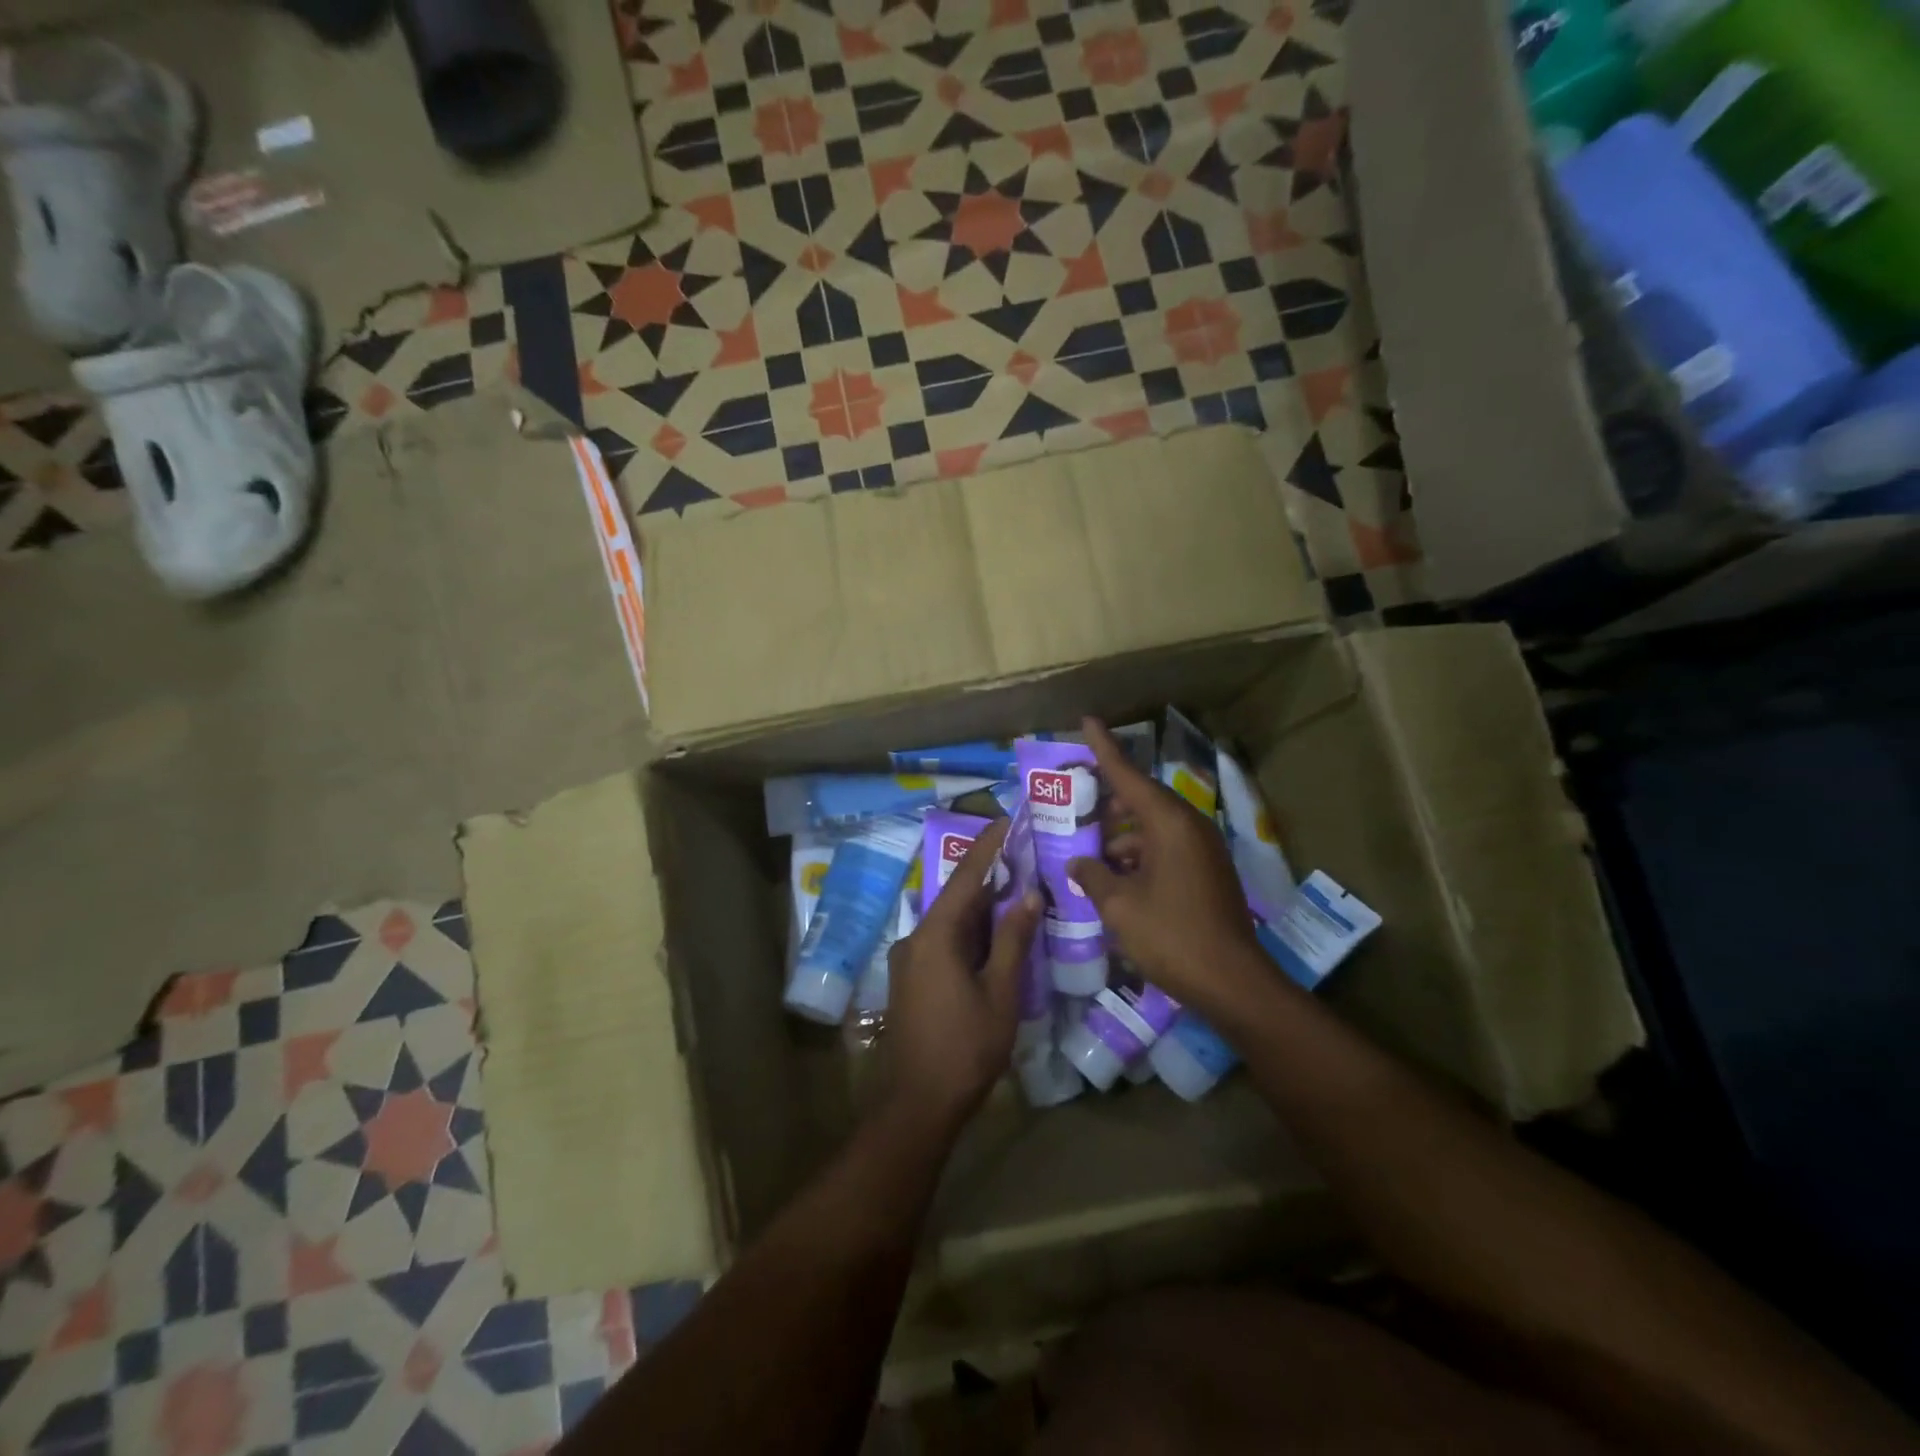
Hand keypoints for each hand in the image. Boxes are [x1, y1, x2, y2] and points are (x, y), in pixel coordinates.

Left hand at [884, 817, 1042, 1135]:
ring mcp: (910, 959)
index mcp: (935, 935)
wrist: (917, 1103)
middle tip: (1025, 856)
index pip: (966, 877)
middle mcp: (915, 938)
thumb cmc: (965, 1048)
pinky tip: (996, 933)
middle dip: (990, 876)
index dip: (989, 846)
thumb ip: (1013, 940)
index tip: (1008, 819)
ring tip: (1018, 889)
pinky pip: (943, 941)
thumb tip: (1029, 895)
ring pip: (951, 920)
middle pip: (956, 896)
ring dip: (982, 907)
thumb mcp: (1000, 992)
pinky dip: (970, 931)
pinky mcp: (911, 978)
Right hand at [1067, 718, 1264, 1016]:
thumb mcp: (1120, 906)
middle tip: (1076, 808)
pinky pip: (1166, 849)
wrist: (1233, 983)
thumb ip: (1093, 875)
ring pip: (1153, 828)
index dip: (1104, 749)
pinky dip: (1140, 856)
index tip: (1087, 721)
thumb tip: (1078, 861)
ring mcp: (1203, 851)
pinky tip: (1116, 878)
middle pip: (1142, 800)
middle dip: (1108, 803)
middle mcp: (1189, 827)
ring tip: (1089, 853)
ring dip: (1122, 837)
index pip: (1128, 775)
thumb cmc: (1172, 936)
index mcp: (1169, 824)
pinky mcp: (1207, 873)